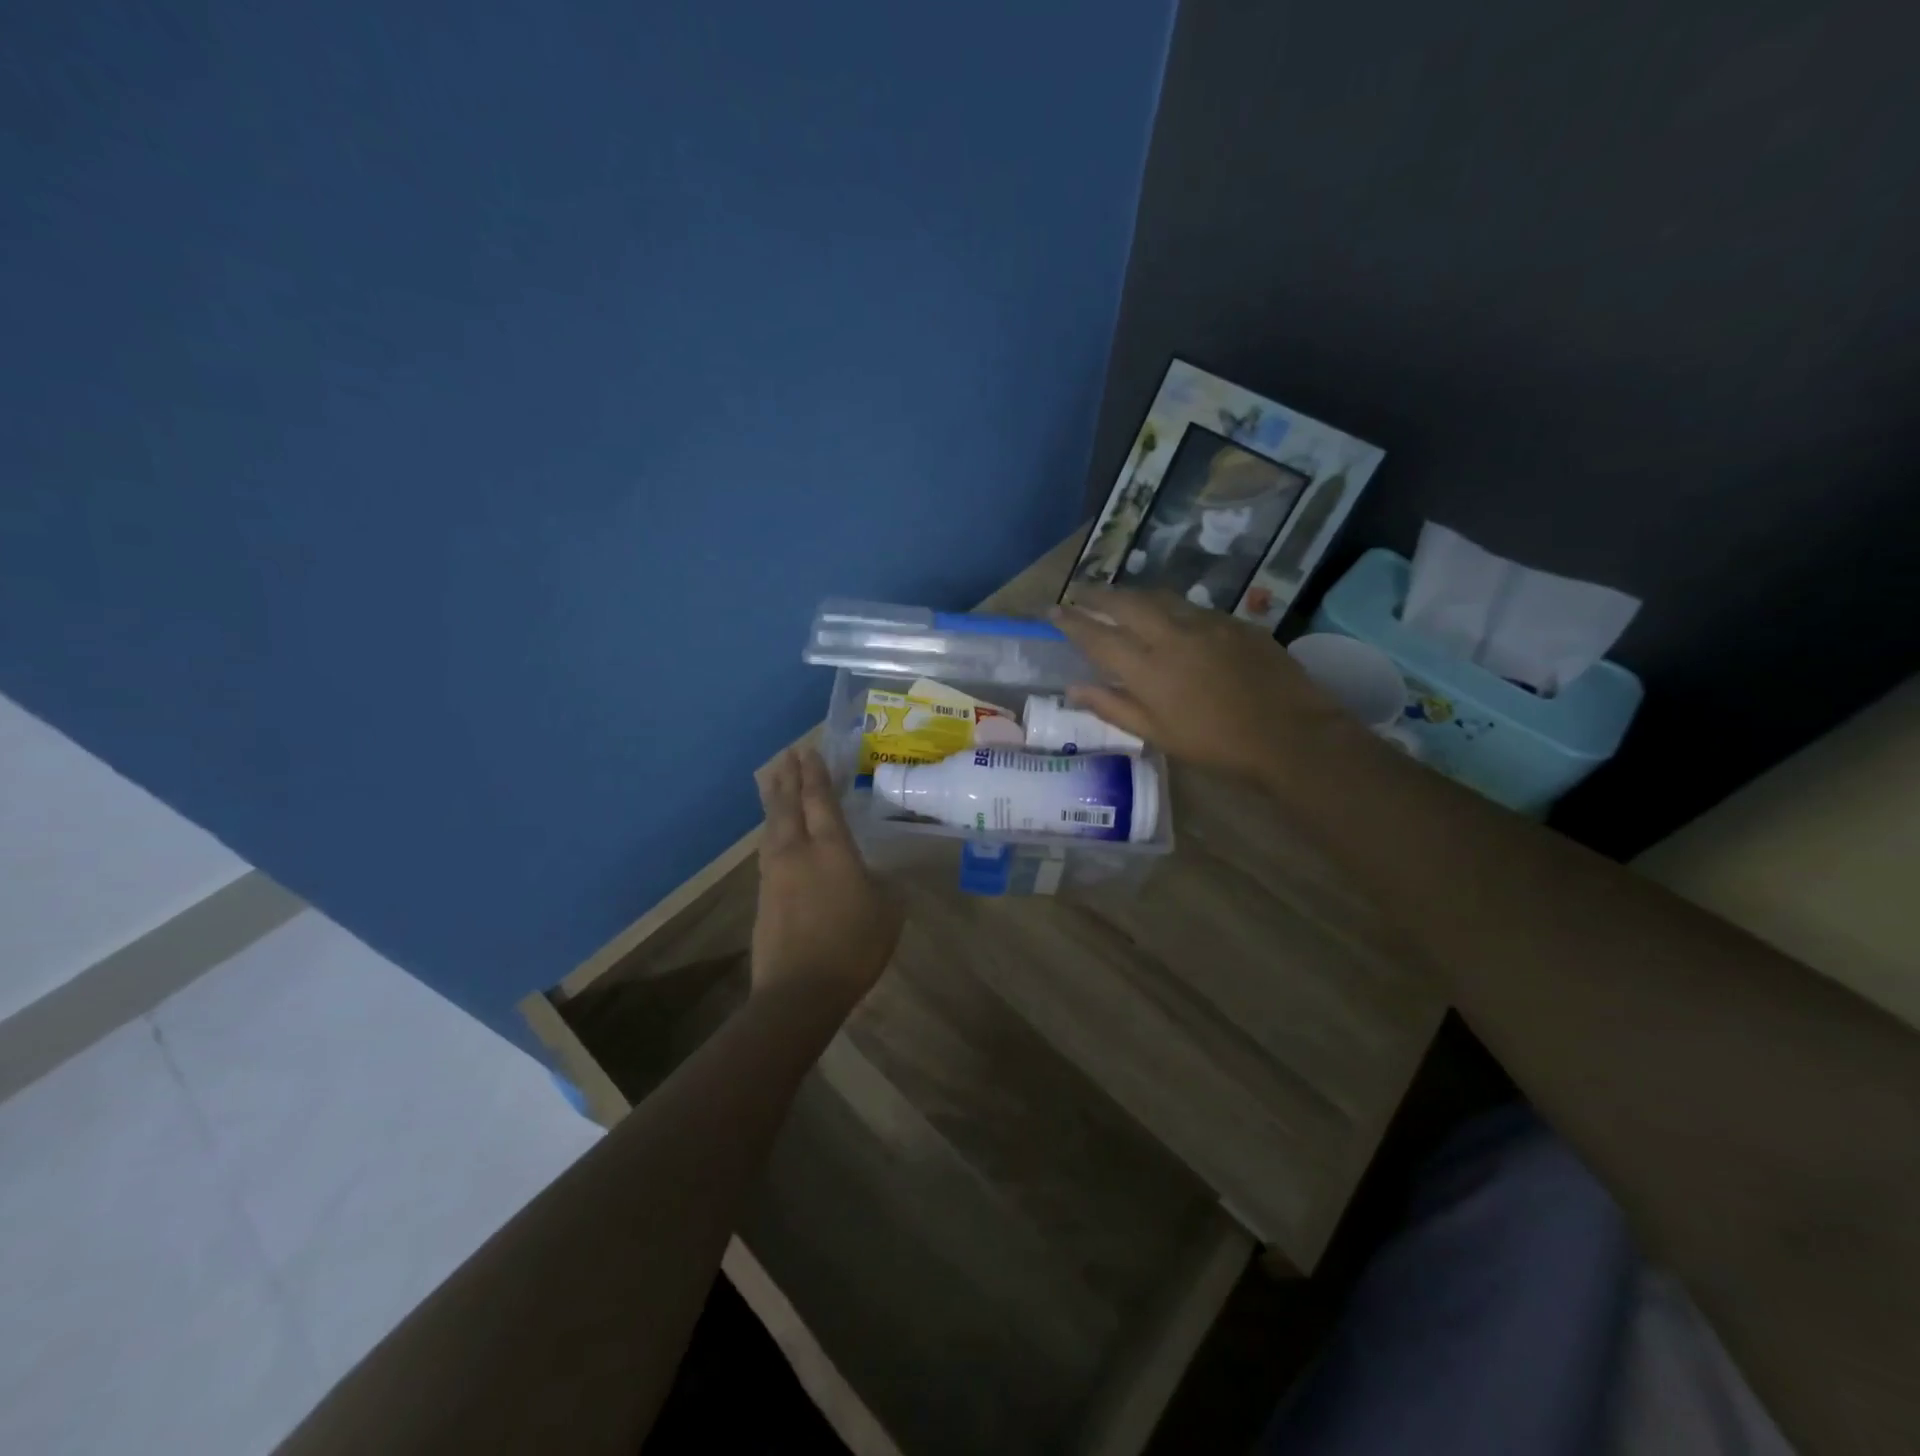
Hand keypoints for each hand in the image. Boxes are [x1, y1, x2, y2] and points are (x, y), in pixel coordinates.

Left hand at [752, 746, 902, 1006]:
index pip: (820, 800)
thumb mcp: (888, 910)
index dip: (815, 773)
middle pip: (788, 804)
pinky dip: (771, 830)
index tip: (809, 750)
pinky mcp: (763, 895)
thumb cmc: (853, 946)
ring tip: (773, 781)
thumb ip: (882, 884)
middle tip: (788, 754)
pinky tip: (773, 832)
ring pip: (772, 825)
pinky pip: (767, 849)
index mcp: (831, 849)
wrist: (799, 991)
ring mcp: (775, 873)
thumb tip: (874, 874)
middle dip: (789, 776)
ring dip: (774, 800)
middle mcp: (797, 851)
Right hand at [1050, 587, 1366, 784]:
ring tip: (1117, 596)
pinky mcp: (1234, 622)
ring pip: (1159, 597)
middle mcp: (1171, 635)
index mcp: (1147, 669)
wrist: (1289, 734)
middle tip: (1079, 592)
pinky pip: (1190, 606)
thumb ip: (1113, 707)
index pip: (1098, 637)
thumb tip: (1074, 688)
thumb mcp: (1158, 735)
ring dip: (1131, 594)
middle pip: (1125, 604)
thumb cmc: (1216, 745)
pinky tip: (1168, 614)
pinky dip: (1168, 605)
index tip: (1053, 610)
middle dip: (1097, 595)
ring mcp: (1206, 623)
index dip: (1072, 622)